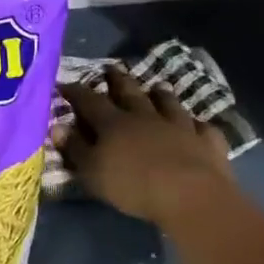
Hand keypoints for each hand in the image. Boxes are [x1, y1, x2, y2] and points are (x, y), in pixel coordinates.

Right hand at [57, 64, 234, 224]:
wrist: (191, 196)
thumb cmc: (133, 185)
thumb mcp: (92, 172)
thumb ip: (75, 148)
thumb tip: (57, 126)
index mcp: (113, 123)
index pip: (89, 101)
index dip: (75, 91)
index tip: (63, 83)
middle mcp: (145, 117)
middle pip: (130, 92)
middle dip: (118, 80)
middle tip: (112, 68)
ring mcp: (179, 127)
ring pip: (168, 103)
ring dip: (161, 95)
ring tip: (157, 87)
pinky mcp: (206, 142)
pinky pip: (202, 127)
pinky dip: (197, 124)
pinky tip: (196, 123)